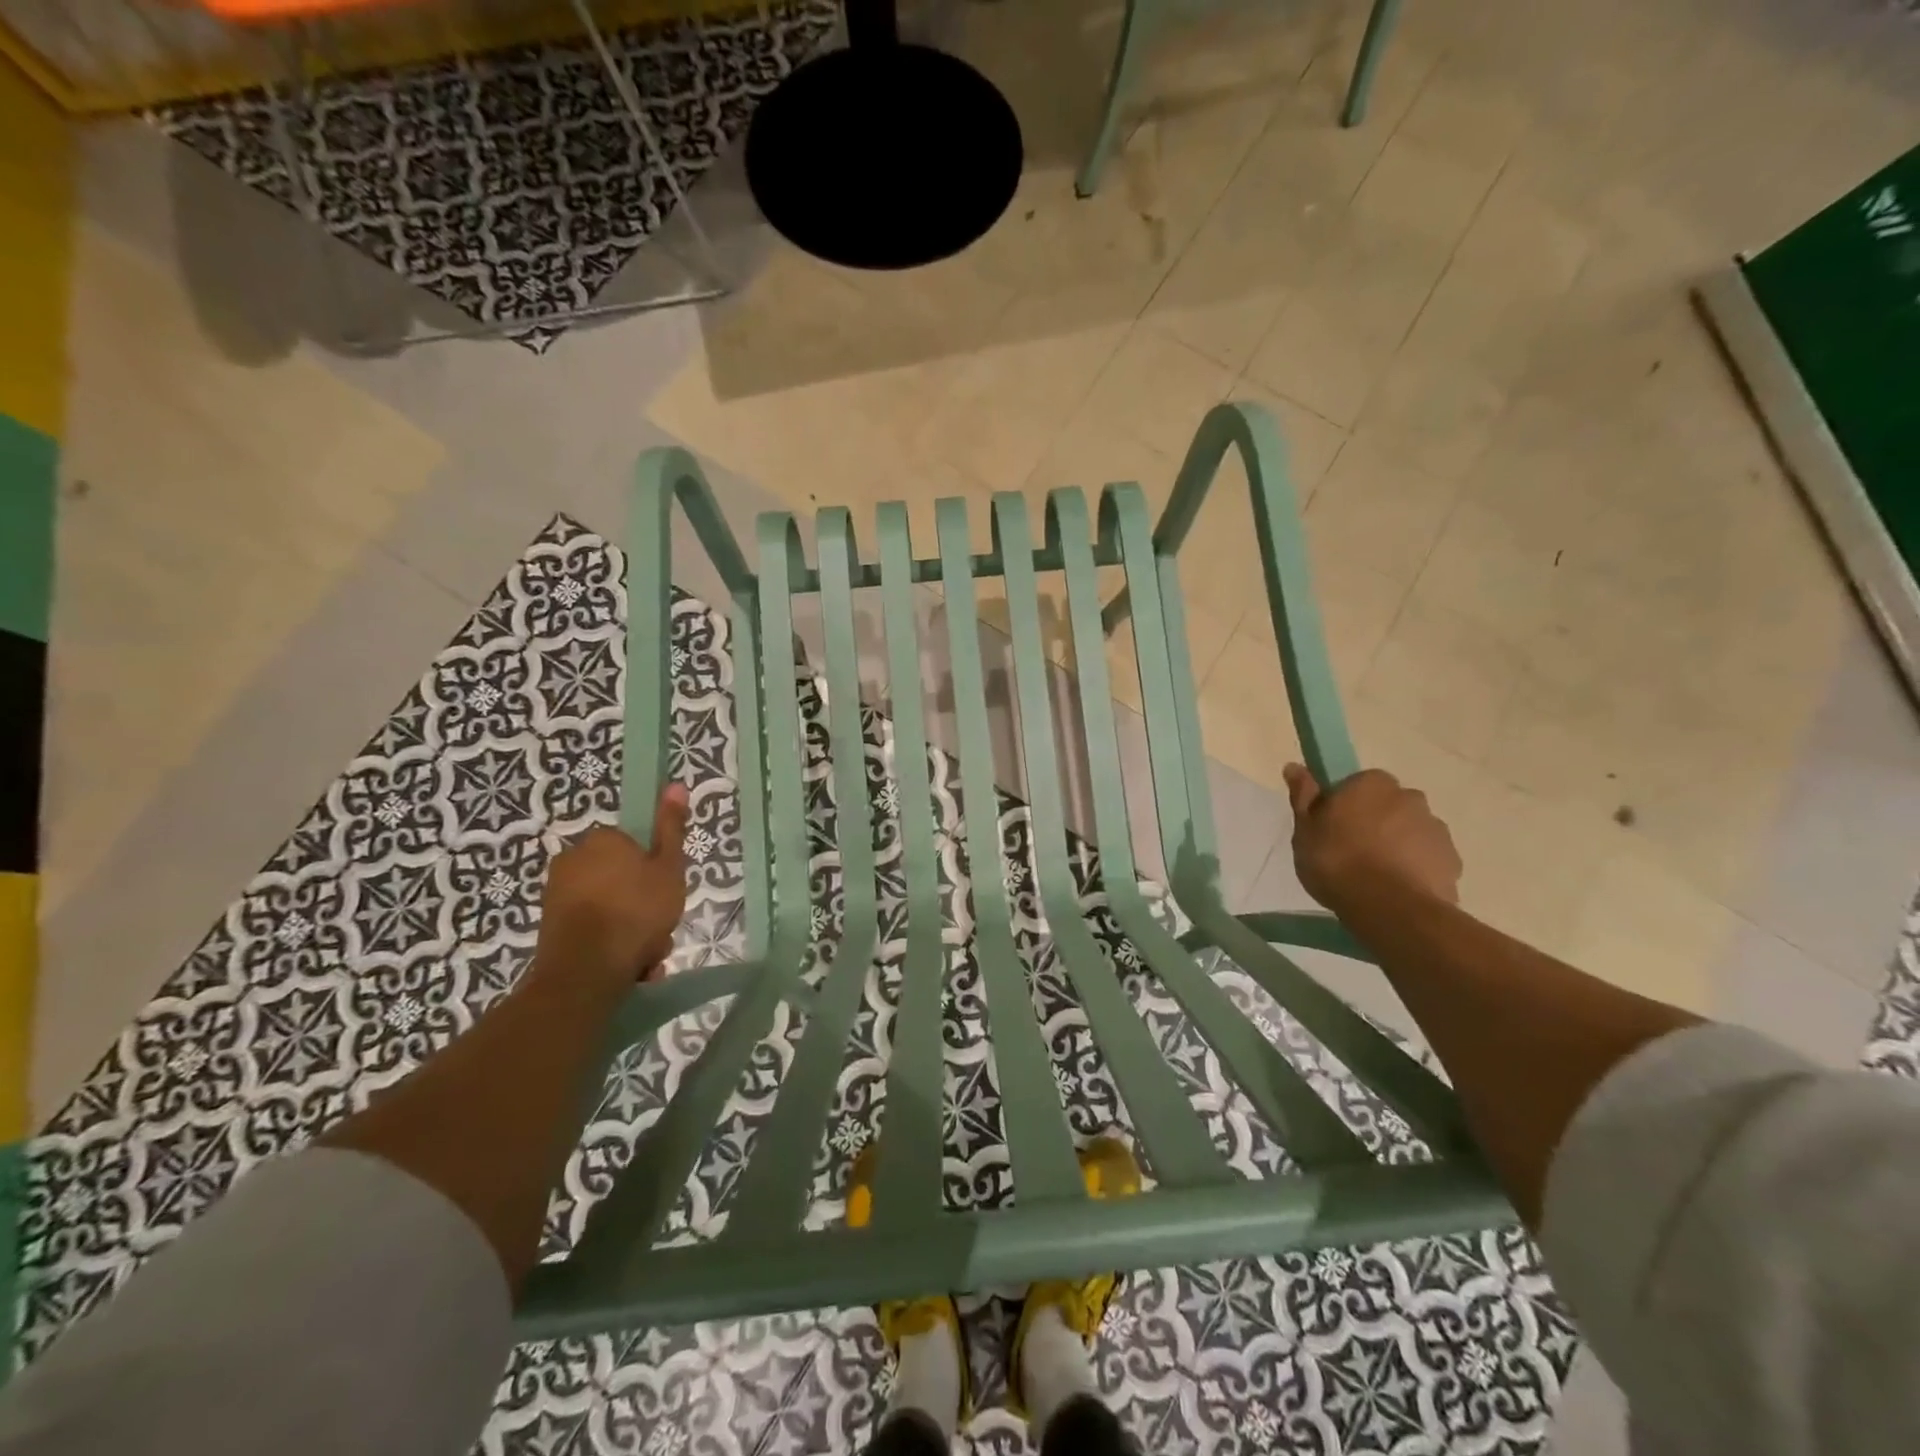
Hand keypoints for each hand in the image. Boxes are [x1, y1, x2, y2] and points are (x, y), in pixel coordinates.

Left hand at [533, 784, 690, 994]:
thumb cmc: (637, 911)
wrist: (587, 970)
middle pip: (622, 878)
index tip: (666, 893)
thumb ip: (671, 828)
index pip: (635, 847)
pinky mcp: (549, 925)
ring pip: (609, 906)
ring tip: (647, 955)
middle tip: (660, 928)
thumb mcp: (669, 868)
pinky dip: (609, 943)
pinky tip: (629, 964)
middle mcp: (573, 858)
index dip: (654, 870)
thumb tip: (676, 784)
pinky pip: (591, 928)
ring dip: (630, 929)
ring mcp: (556, 893)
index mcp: (602, 840)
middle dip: (642, 905)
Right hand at [1283, 765, 1461, 916]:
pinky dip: (1415, 868)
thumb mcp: (1304, 830)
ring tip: (1375, 876)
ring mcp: (1435, 829)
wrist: (1389, 907)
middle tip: (1351, 851)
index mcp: (1371, 783)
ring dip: (1396, 845)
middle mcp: (1409, 797)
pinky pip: (1428, 858)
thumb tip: (1293, 766)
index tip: (1332, 827)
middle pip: (1388, 806)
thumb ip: (1303, 796)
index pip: (1358, 784)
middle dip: (1375, 822)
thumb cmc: (1337, 862)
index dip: (1344, 805)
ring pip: (1410, 831)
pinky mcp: (1452, 860)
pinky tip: (1396, 890)